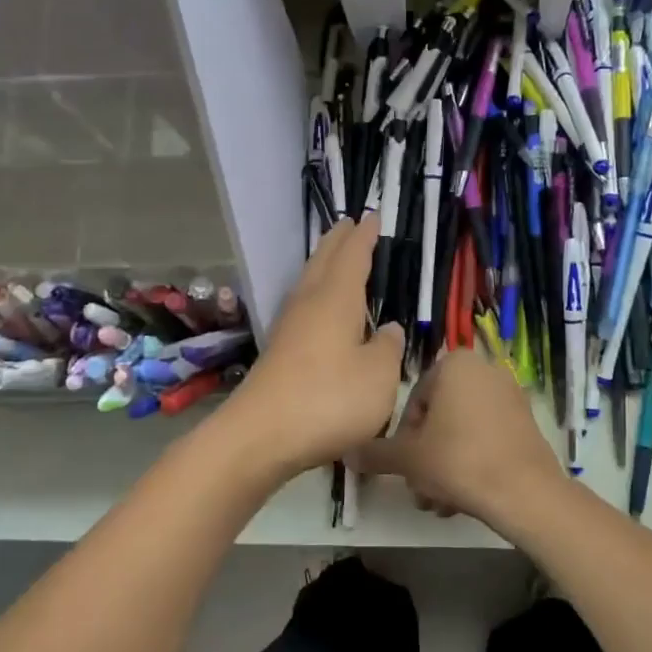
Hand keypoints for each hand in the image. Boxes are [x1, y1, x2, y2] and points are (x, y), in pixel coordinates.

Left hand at [215, 218, 404, 481]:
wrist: (261, 435)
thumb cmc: (329, 400)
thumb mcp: (379, 376)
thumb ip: (389, 348)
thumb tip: (389, 328)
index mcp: (336, 298)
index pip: (353, 255)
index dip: (364, 236)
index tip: (372, 217)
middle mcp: (309, 303)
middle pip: (323, 261)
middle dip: (339, 241)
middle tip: (351, 224)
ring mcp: (289, 326)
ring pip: (309, 281)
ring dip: (324, 264)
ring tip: (337, 257)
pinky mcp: (279, 350)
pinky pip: (303, 305)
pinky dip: (317, 293)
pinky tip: (321, 309)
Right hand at [349, 349, 567, 533]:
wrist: (525, 492)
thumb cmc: (458, 461)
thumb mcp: (407, 458)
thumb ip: (375, 453)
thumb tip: (349, 453)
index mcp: (455, 365)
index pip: (414, 400)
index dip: (404, 437)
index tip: (405, 466)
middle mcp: (485, 370)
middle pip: (439, 417)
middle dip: (426, 456)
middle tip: (420, 490)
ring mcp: (510, 396)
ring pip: (462, 431)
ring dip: (445, 465)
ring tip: (439, 502)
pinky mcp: (526, 422)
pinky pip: (487, 437)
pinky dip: (472, 461)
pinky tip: (463, 498)